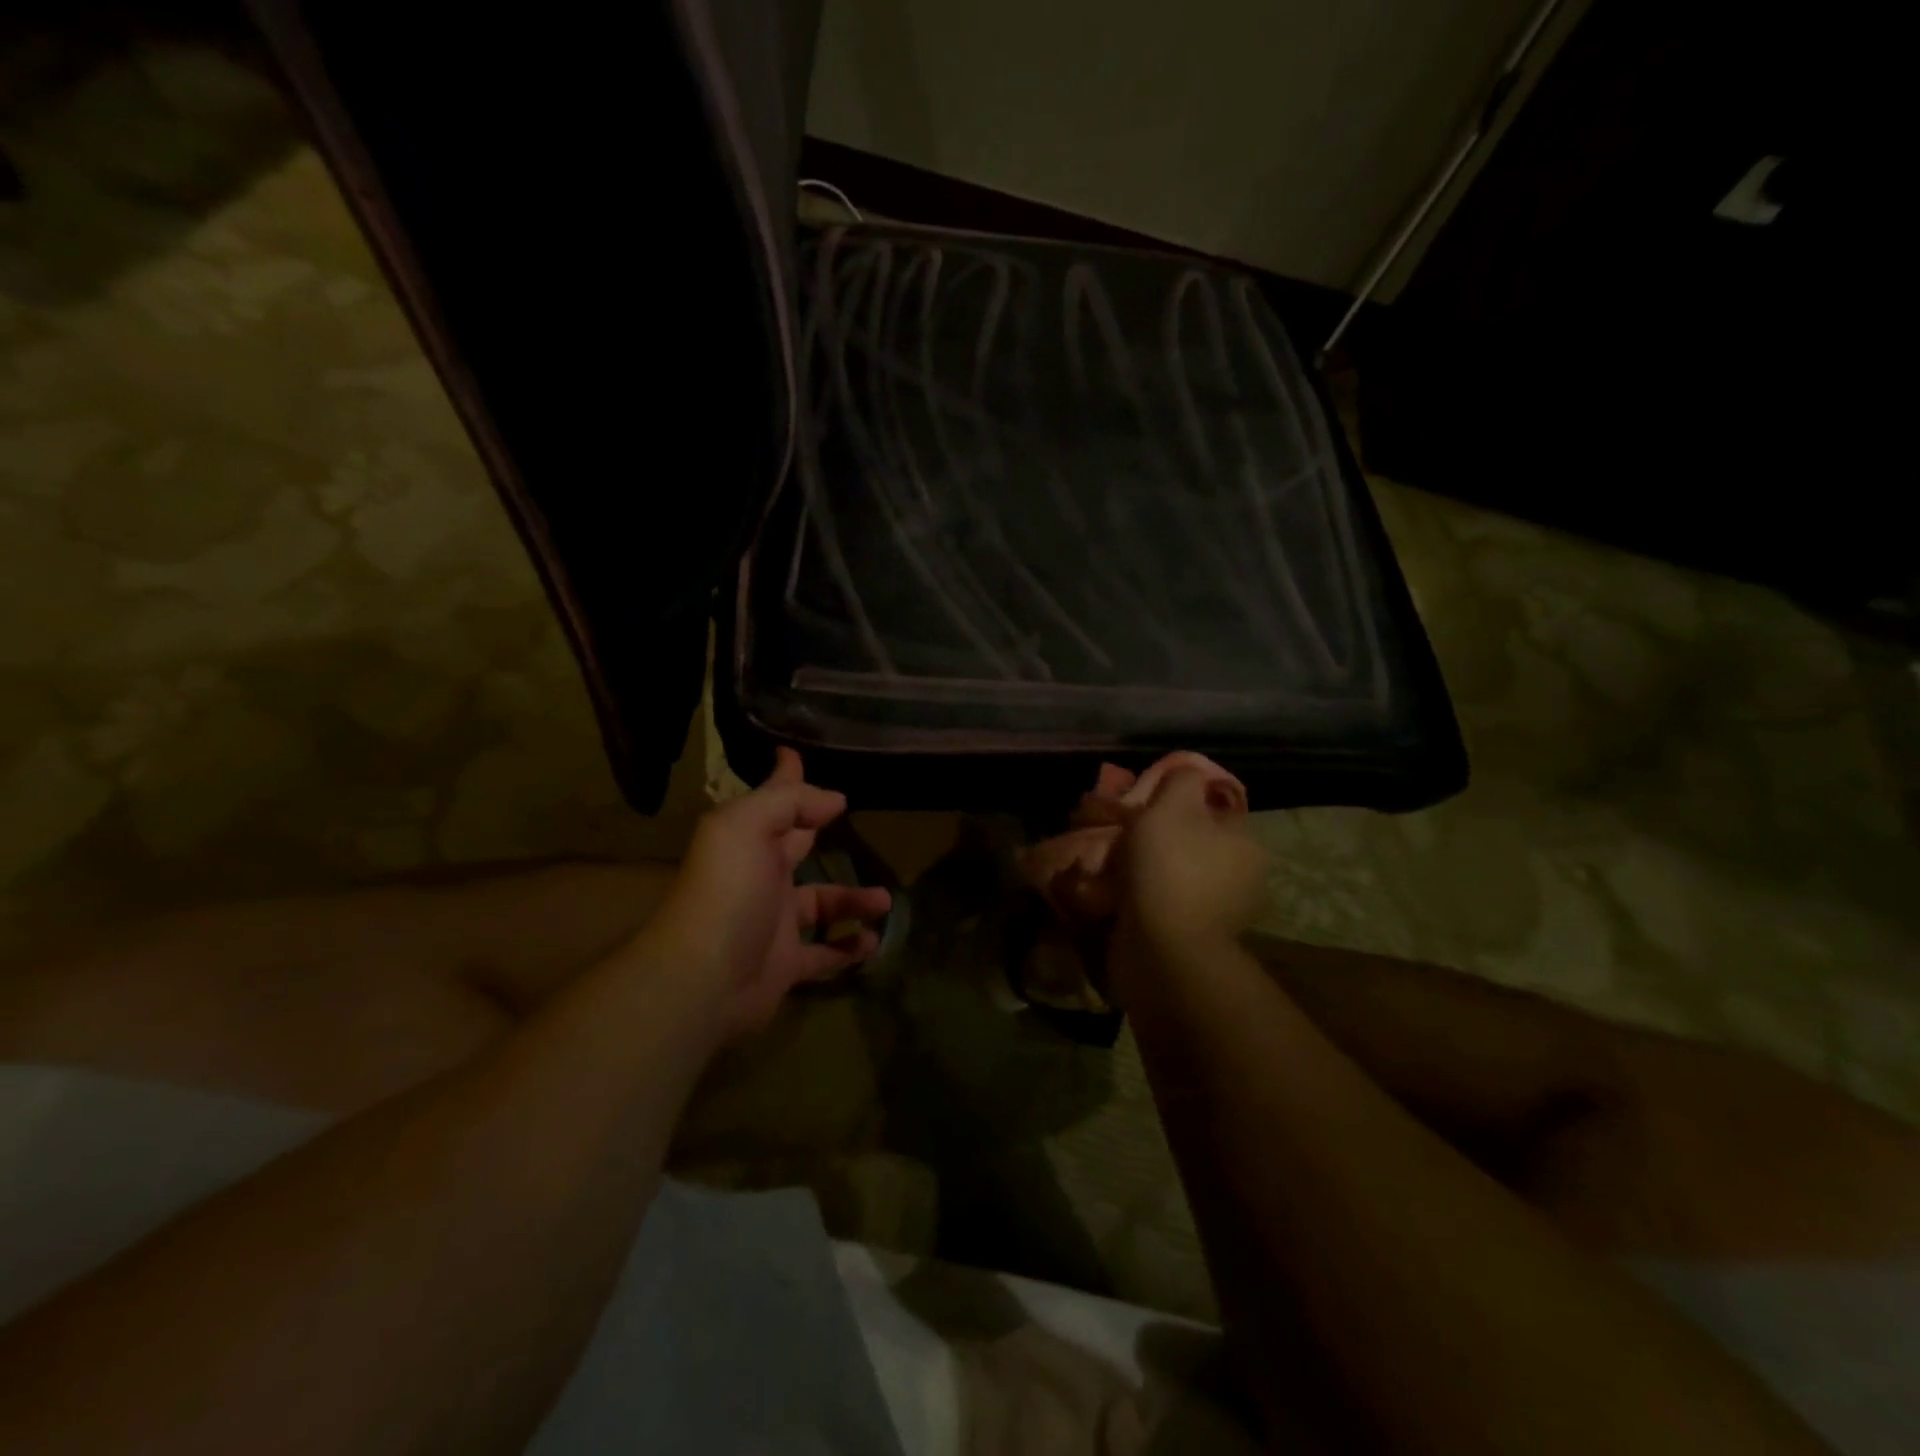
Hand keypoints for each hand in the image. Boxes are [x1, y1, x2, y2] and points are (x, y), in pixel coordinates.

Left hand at [643, 748, 890, 1039]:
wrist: (704, 979)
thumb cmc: (728, 892)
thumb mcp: (747, 827)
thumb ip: (789, 802)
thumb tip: (834, 798)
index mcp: (747, 841)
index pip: (773, 801)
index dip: (786, 778)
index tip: (797, 755)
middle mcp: (759, 877)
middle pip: (797, 848)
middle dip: (818, 830)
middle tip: (853, 816)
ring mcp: (772, 924)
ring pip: (821, 905)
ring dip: (852, 900)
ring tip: (885, 900)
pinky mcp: (786, 965)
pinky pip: (826, 954)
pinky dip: (849, 949)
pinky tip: (872, 942)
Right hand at [1115, 765, 1266, 958]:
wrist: (1163, 951)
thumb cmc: (1170, 868)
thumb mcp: (1173, 805)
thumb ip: (1182, 780)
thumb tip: (1185, 775)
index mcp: (1246, 844)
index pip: (1213, 808)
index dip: (1177, 800)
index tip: (1142, 803)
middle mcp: (1241, 877)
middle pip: (1190, 841)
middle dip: (1154, 836)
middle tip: (1117, 832)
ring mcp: (1218, 912)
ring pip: (1172, 873)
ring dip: (1142, 868)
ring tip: (1103, 863)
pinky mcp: (1191, 939)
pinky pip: (1161, 904)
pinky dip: (1138, 897)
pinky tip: (1111, 893)